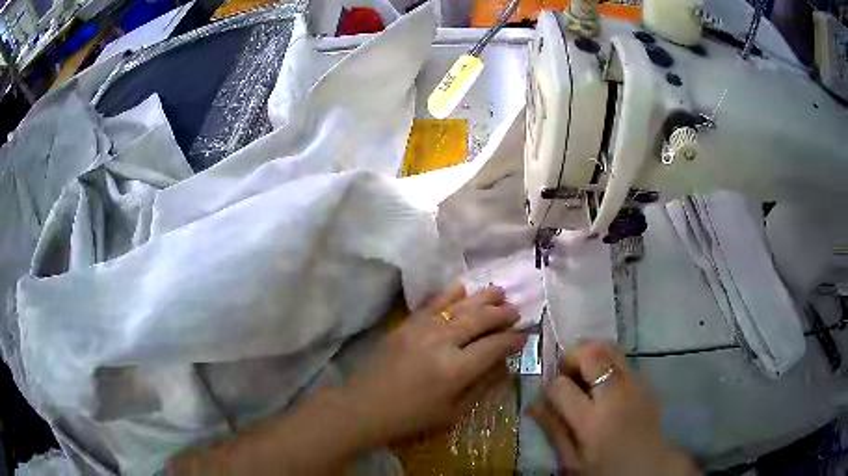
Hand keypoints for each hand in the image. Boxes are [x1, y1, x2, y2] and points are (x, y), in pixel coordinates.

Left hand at [342, 283, 526, 444]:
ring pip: (459, 306)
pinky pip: (432, 304)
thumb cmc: (410, 417)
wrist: (364, 406)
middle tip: (516, 310)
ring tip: (499, 292)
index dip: (512, 340)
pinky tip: (462, 288)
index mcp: (456, 370)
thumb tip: (502, 365)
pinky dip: (449, 295)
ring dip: (482, 298)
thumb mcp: (451, 413)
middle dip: (502, 314)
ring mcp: (421, 329)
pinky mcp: (405, 325)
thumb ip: (480, 386)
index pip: (493, 347)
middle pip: (479, 320)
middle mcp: (442, 342)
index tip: (524, 336)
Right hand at [528, 342, 698, 475]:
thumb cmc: (605, 470)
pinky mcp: (646, 381)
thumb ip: (553, 430)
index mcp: (591, 422)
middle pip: (591, 354)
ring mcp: (634, 385)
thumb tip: (532, 404)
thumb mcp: (572, 460)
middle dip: (572, 357)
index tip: (550, 395)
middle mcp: (615, 396)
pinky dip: (608, 363)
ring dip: (591, 354)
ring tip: (585, 373)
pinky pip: (623, 360)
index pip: (561, 386)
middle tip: (567, 373)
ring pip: (610, 348)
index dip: (550, 387)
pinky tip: (605, 384)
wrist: (648, 467)